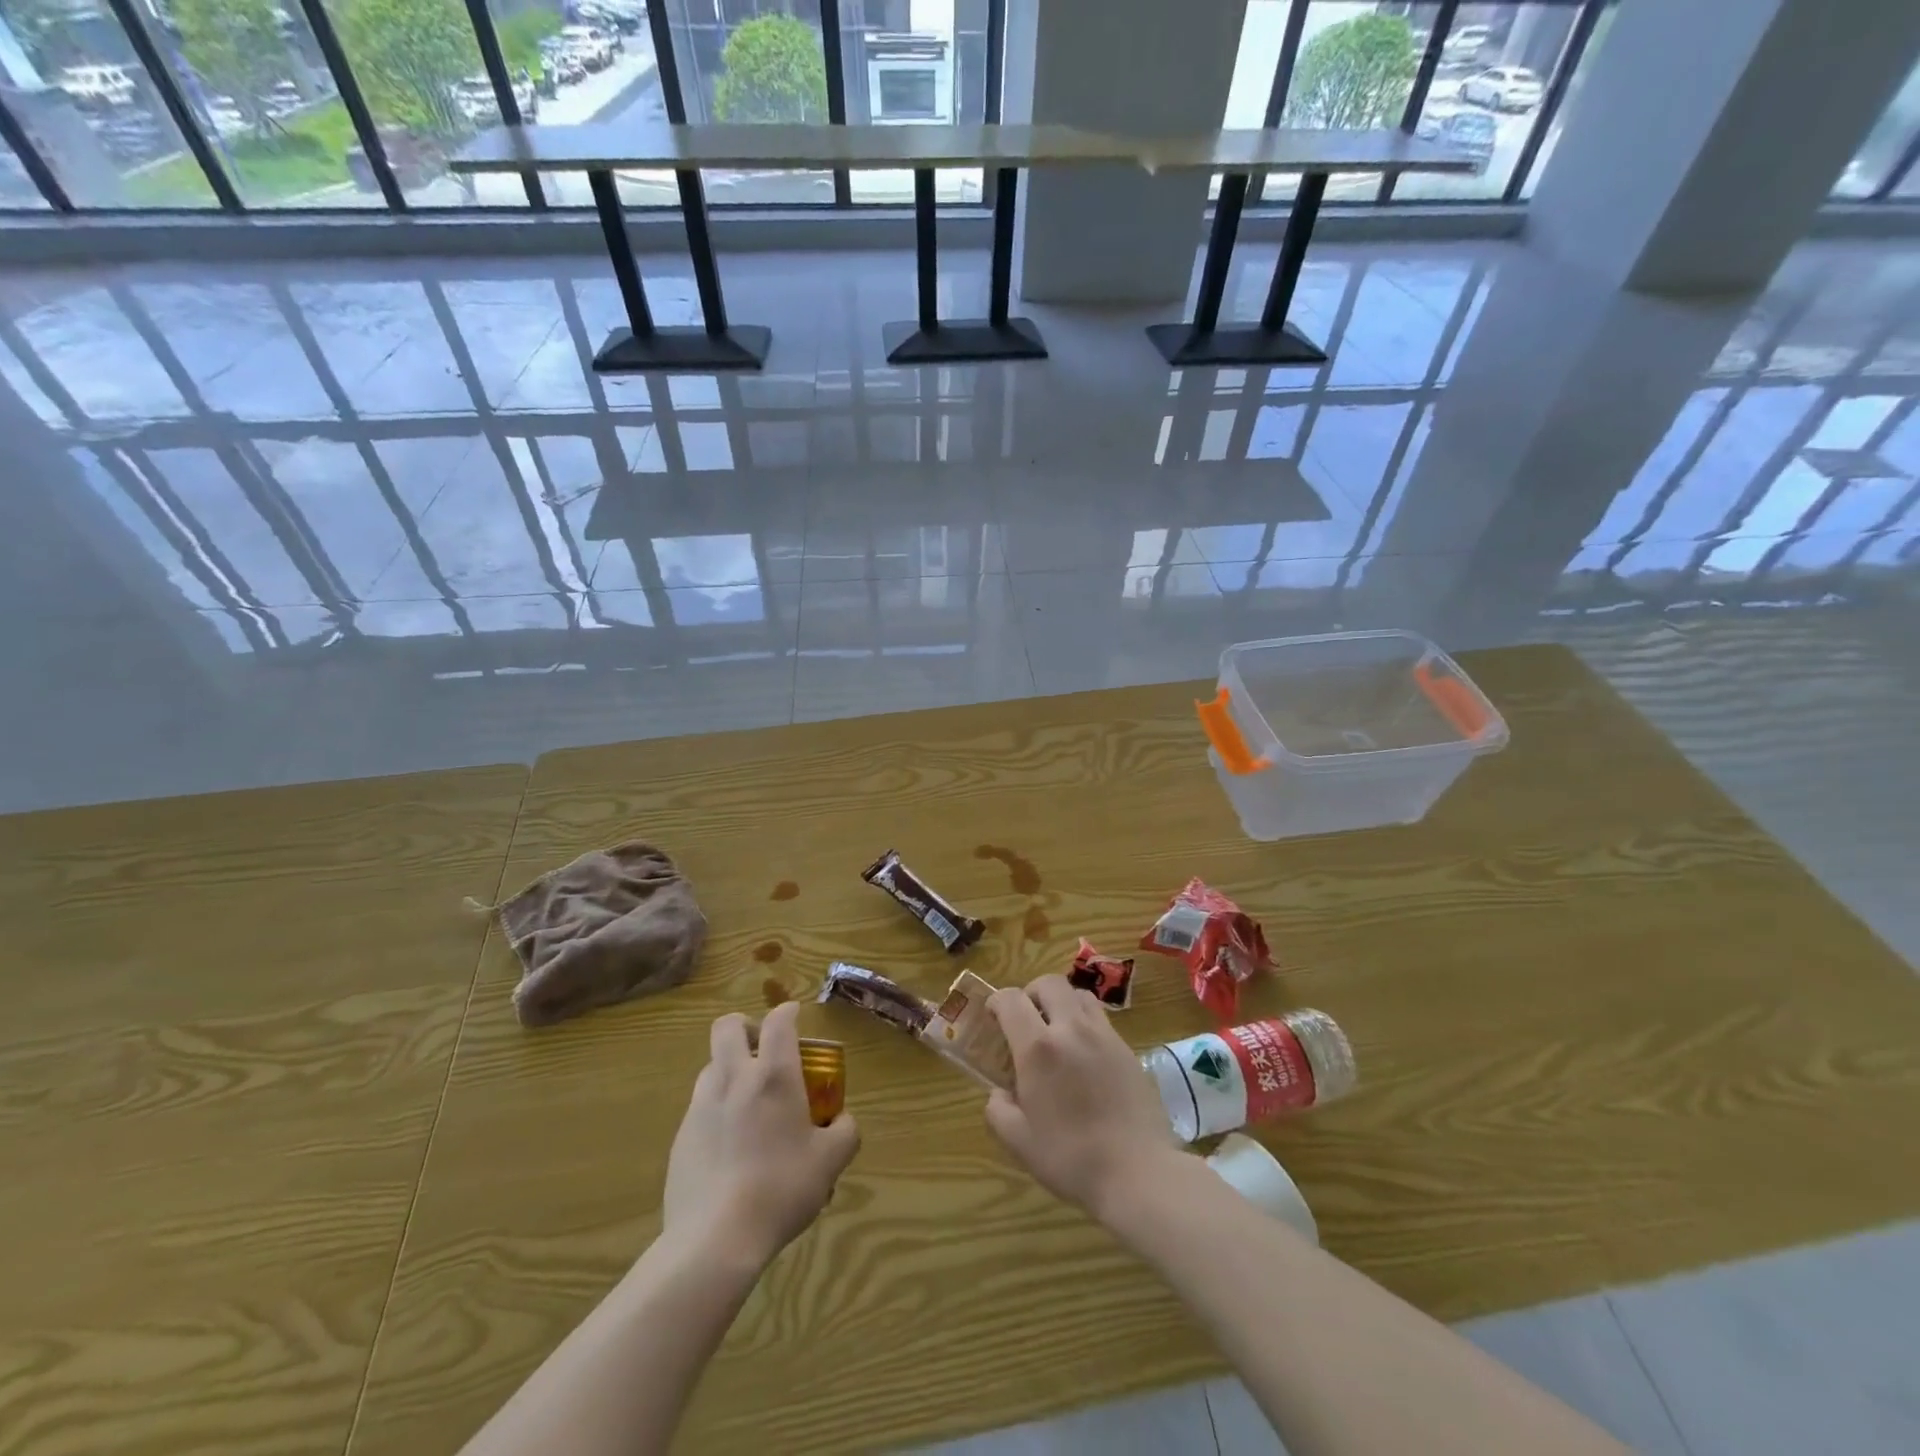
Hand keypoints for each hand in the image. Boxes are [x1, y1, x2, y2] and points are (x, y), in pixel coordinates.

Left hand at [662, 1002, 859, 1269]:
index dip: (787, 1012)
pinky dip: (716, 1108)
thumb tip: (843, 1120)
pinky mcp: (681, 1136)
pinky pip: (700, 1105)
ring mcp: (701, 1106)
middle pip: (727, 1026)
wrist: (714, 1239)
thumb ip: (845, 1131)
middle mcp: (734, 1078)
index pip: (778, 1021)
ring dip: (729, 1068)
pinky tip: (730, 1144)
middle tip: (763, 1049)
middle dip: (746, 1026)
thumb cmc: (781, 1189)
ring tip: (747, 1100)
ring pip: (711, 1064)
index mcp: (774, 1076)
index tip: (794, 1015)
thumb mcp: (831, 1162)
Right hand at [984, 975, 1181, 1221]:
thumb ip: (998, 1110)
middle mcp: (1071, 1029)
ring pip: (1079, 994)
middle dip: (1031, 992)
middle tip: (1026, 1018)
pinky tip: (1084, 1055)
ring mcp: (1103, 1035)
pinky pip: (1101, 1019)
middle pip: (1049, 983)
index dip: (997, 1000)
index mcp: (1038, 1048)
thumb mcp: (1019, 1141)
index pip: (1012, 1000)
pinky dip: (1085, 1023)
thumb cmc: (1070, 1158)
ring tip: (1057, 1030)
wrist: (1138, 1172)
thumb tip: (1000, 1092)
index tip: (992, 1014)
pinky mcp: (1127, 1048)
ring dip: (1061, 1002)